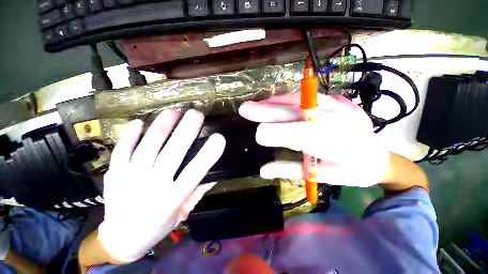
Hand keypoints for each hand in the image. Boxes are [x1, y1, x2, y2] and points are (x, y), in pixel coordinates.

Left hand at [98, 109, 225, 262]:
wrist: (121, 240)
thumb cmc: (158, 225)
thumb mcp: (183, 211)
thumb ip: (199, 190)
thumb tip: (214, 172)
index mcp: (172, 198)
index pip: (195, 172)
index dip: (208, 154)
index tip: (219, 137)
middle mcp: (152, 187)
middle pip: (171, 153)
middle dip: (186, 130)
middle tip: (196, 113)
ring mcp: (130, 179)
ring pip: (147, 146)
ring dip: (161, 126)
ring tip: (174, 111)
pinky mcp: (114, 175)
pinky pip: (122, 151)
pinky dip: (130, 135)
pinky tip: (139, 122)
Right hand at [238, 92, 389, 186]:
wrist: (377, 155)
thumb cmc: (349, 169)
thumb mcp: (320, 176)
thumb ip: (290, 170)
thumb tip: (263, 170)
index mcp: (333, 142)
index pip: (296, 134)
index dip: (274, 133)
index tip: (258, 136)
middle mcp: (333, 119)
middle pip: (292, 112)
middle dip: (266, 111)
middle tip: (244, 109)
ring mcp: (334, 104)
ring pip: (295, 99)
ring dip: (271, 103)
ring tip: (253, 106)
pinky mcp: (332, 99)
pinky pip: (301, 96)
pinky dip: (282, 100)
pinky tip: (271, 103)